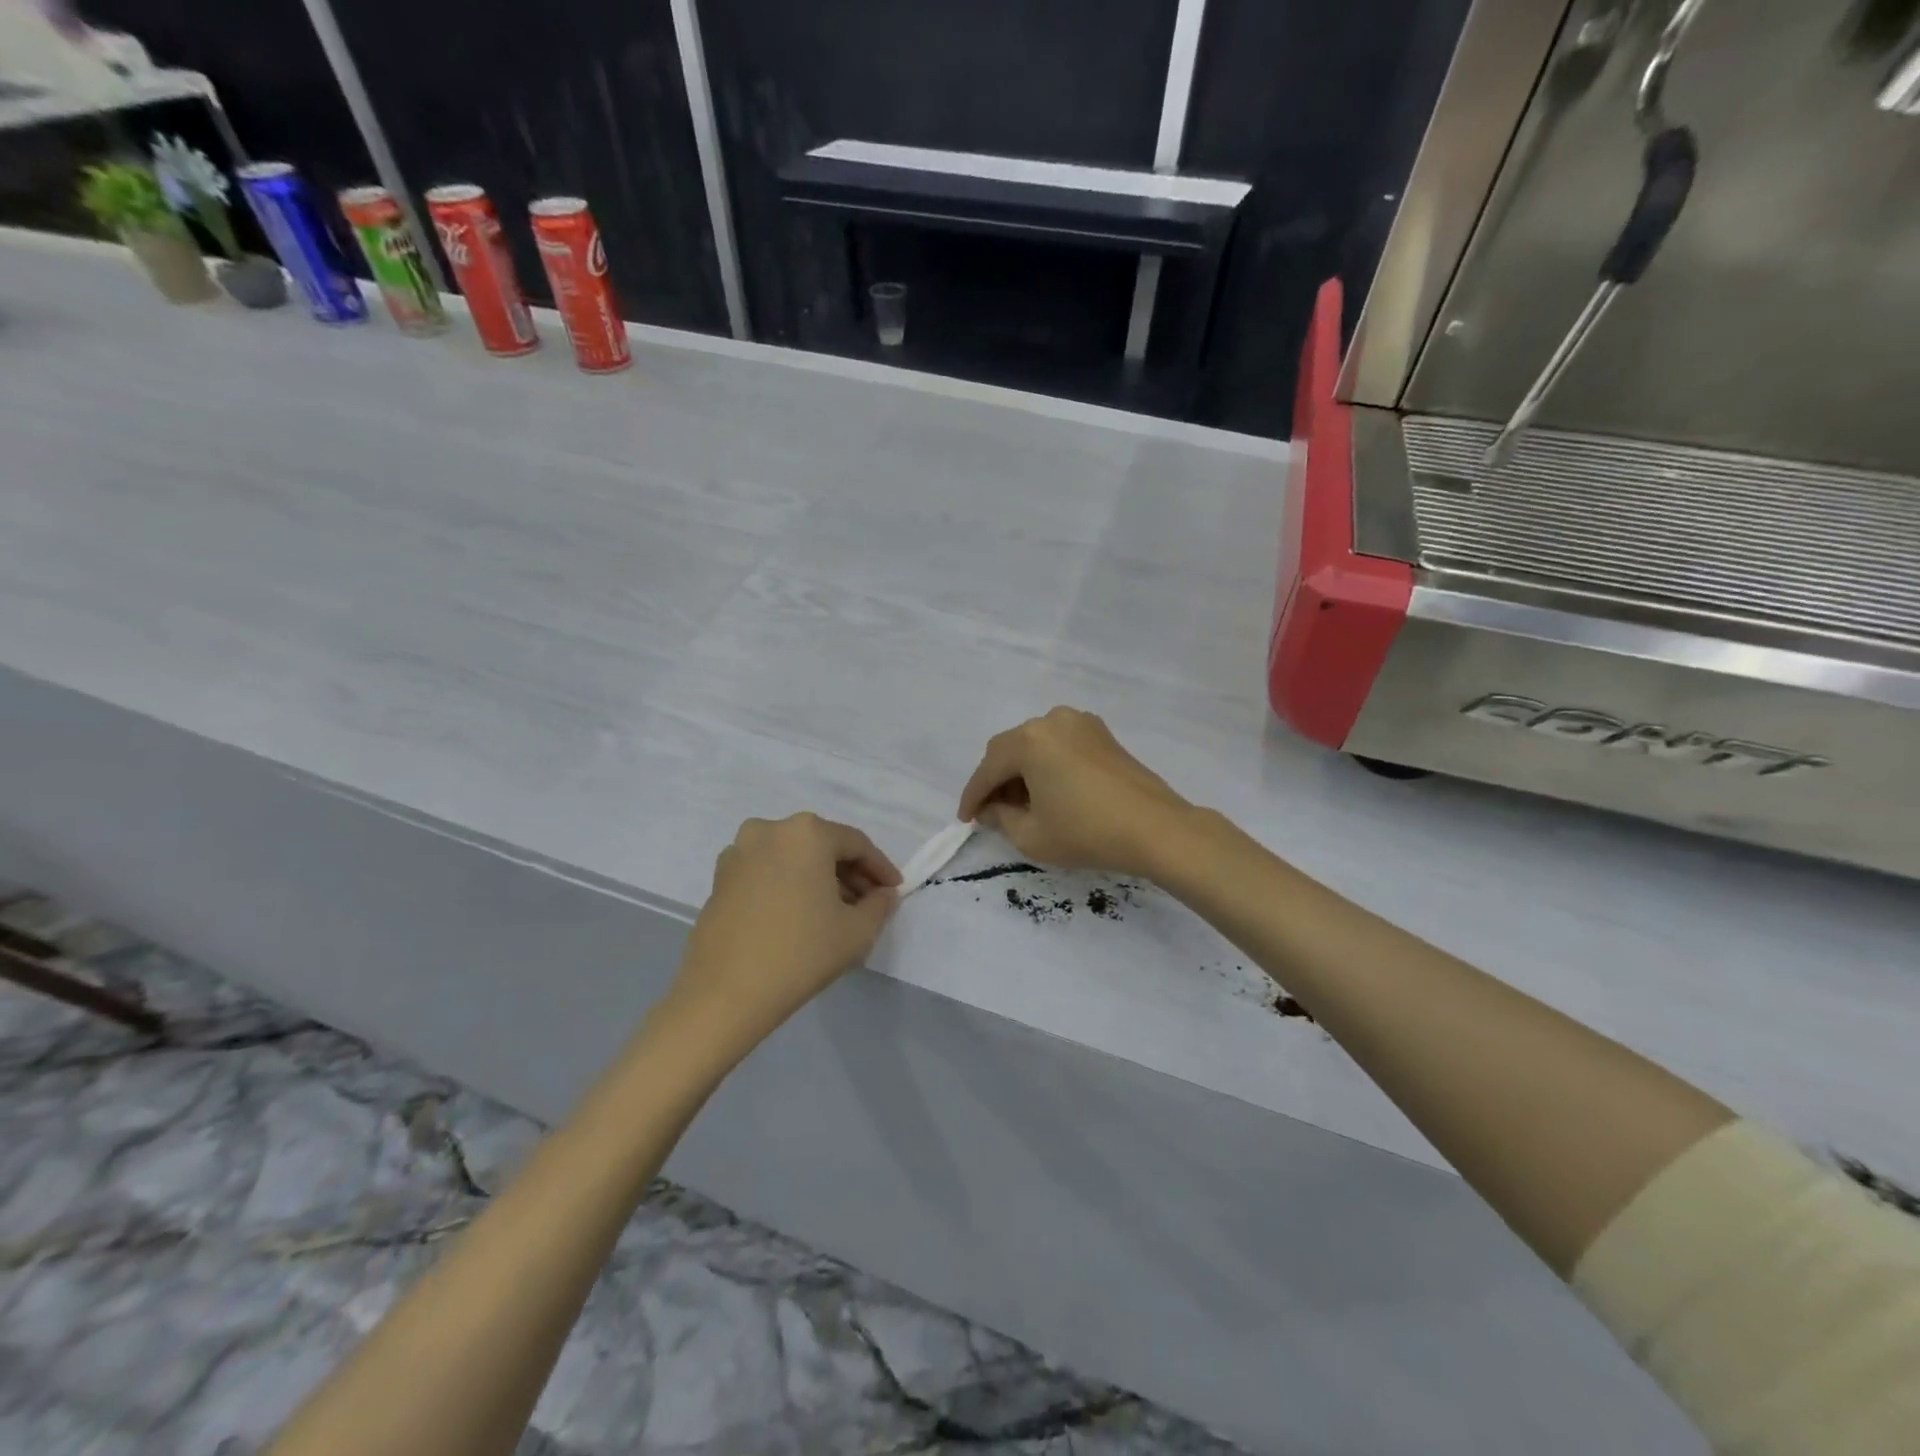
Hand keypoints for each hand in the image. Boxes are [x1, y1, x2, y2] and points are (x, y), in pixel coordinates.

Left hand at [670, 814, 900, 1046]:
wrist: (725, 994)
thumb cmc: (800, 953)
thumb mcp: (857, 931)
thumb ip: (879, 905)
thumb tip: (882, 895)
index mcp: (806, 832)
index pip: (856, 844)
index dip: (880, 868)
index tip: (895, 891)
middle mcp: (769, 830)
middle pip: (822, 846)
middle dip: (849, 873)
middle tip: (868, 903)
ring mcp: (738, 852)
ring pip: (793, 858)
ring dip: (818, 878)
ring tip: (835, 913)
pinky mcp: (719, 879)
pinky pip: (767, 871)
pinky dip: (789, 885)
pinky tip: (799, 916)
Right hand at [957, 707, 1191, 877]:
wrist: (1156, 829)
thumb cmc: (1087, 832)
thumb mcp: (1032, 835)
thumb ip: (1001, 818)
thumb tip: (992, 809)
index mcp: (1029, 740)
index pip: (988, 768)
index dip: (973, 796)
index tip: (965, 819)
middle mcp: (1051, 720)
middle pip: (1010, 750)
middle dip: (996, 781)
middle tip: (991, 813)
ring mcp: (1080, 723)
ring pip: (1036, 746)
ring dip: (1022, 772)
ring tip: (1021, 806)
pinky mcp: (1102, 734)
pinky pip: (1060, 746)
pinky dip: (1047, 765)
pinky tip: (1049, 792)